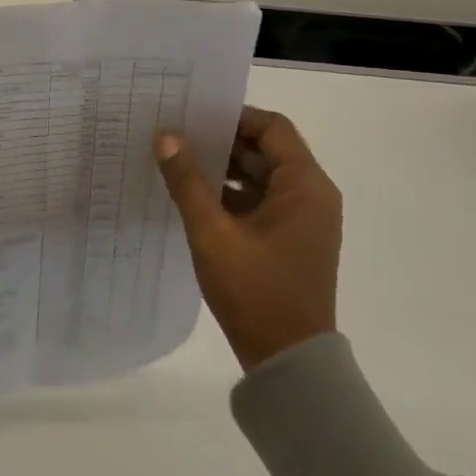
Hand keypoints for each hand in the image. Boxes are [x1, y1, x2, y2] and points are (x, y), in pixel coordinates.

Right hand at [155, 107, 341, 371]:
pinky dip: (229, 193)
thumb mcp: (212, 232)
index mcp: (305, 186)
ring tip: (176, 161)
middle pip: (266, 149)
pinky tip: (192, 196)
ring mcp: (301, 220)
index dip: (234, 116)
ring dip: (222, 168)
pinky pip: (259, 200)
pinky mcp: (289, 239)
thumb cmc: (255, 291)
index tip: (193, 113)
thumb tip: (165, 136)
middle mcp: (311, 196)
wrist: (288, 361)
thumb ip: (187, 181)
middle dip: (221, 140)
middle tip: (175, 133)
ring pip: (260, 176)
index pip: (273, 128)